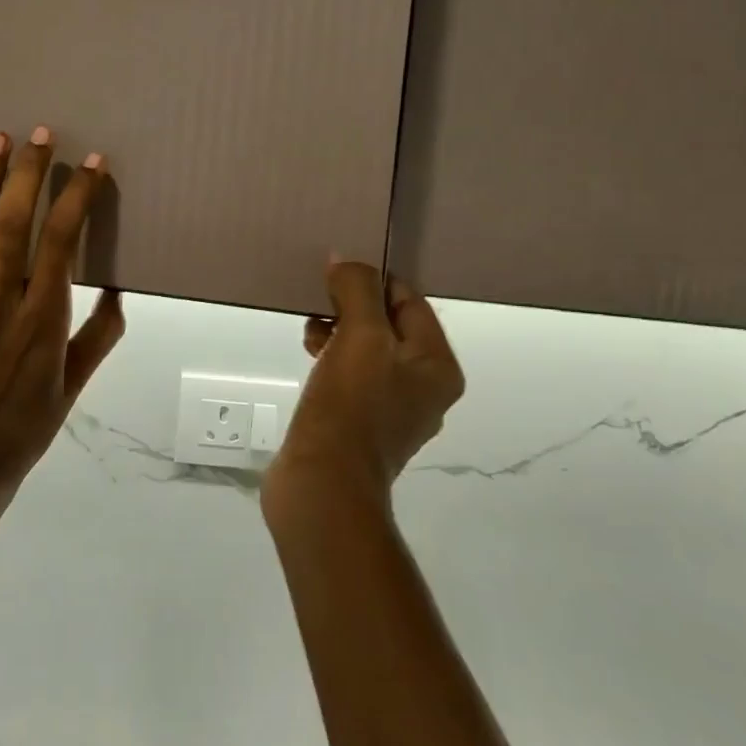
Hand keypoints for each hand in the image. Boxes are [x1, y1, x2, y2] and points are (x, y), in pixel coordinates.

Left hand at [0, 127, 126, 549]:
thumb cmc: (26, 426)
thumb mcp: (75, 386)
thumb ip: (100, 336)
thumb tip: (118, 290)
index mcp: (42, 319)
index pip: (62, 243)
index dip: (77, 198)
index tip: (91, 164)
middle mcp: (1, 303)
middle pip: (13, 226)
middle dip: (28, 174)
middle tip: (39, 134)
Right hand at [264, 260, 463, 512]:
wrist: (323, 485)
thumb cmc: (350, 406)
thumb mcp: (359, 336)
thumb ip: (357, 290)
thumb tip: (344, 260)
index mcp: (437, 367)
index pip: (410, 302)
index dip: (374, 281)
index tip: (336, 273)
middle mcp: (423, 388)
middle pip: (388, 325)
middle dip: (352, 307)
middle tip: (320, 302)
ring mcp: (391, 411)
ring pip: (366, 349)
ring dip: (338, 330)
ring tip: (310, 330)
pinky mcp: (359, 426)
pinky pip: (350, 375)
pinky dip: (330, 357)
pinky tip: (309, 356)